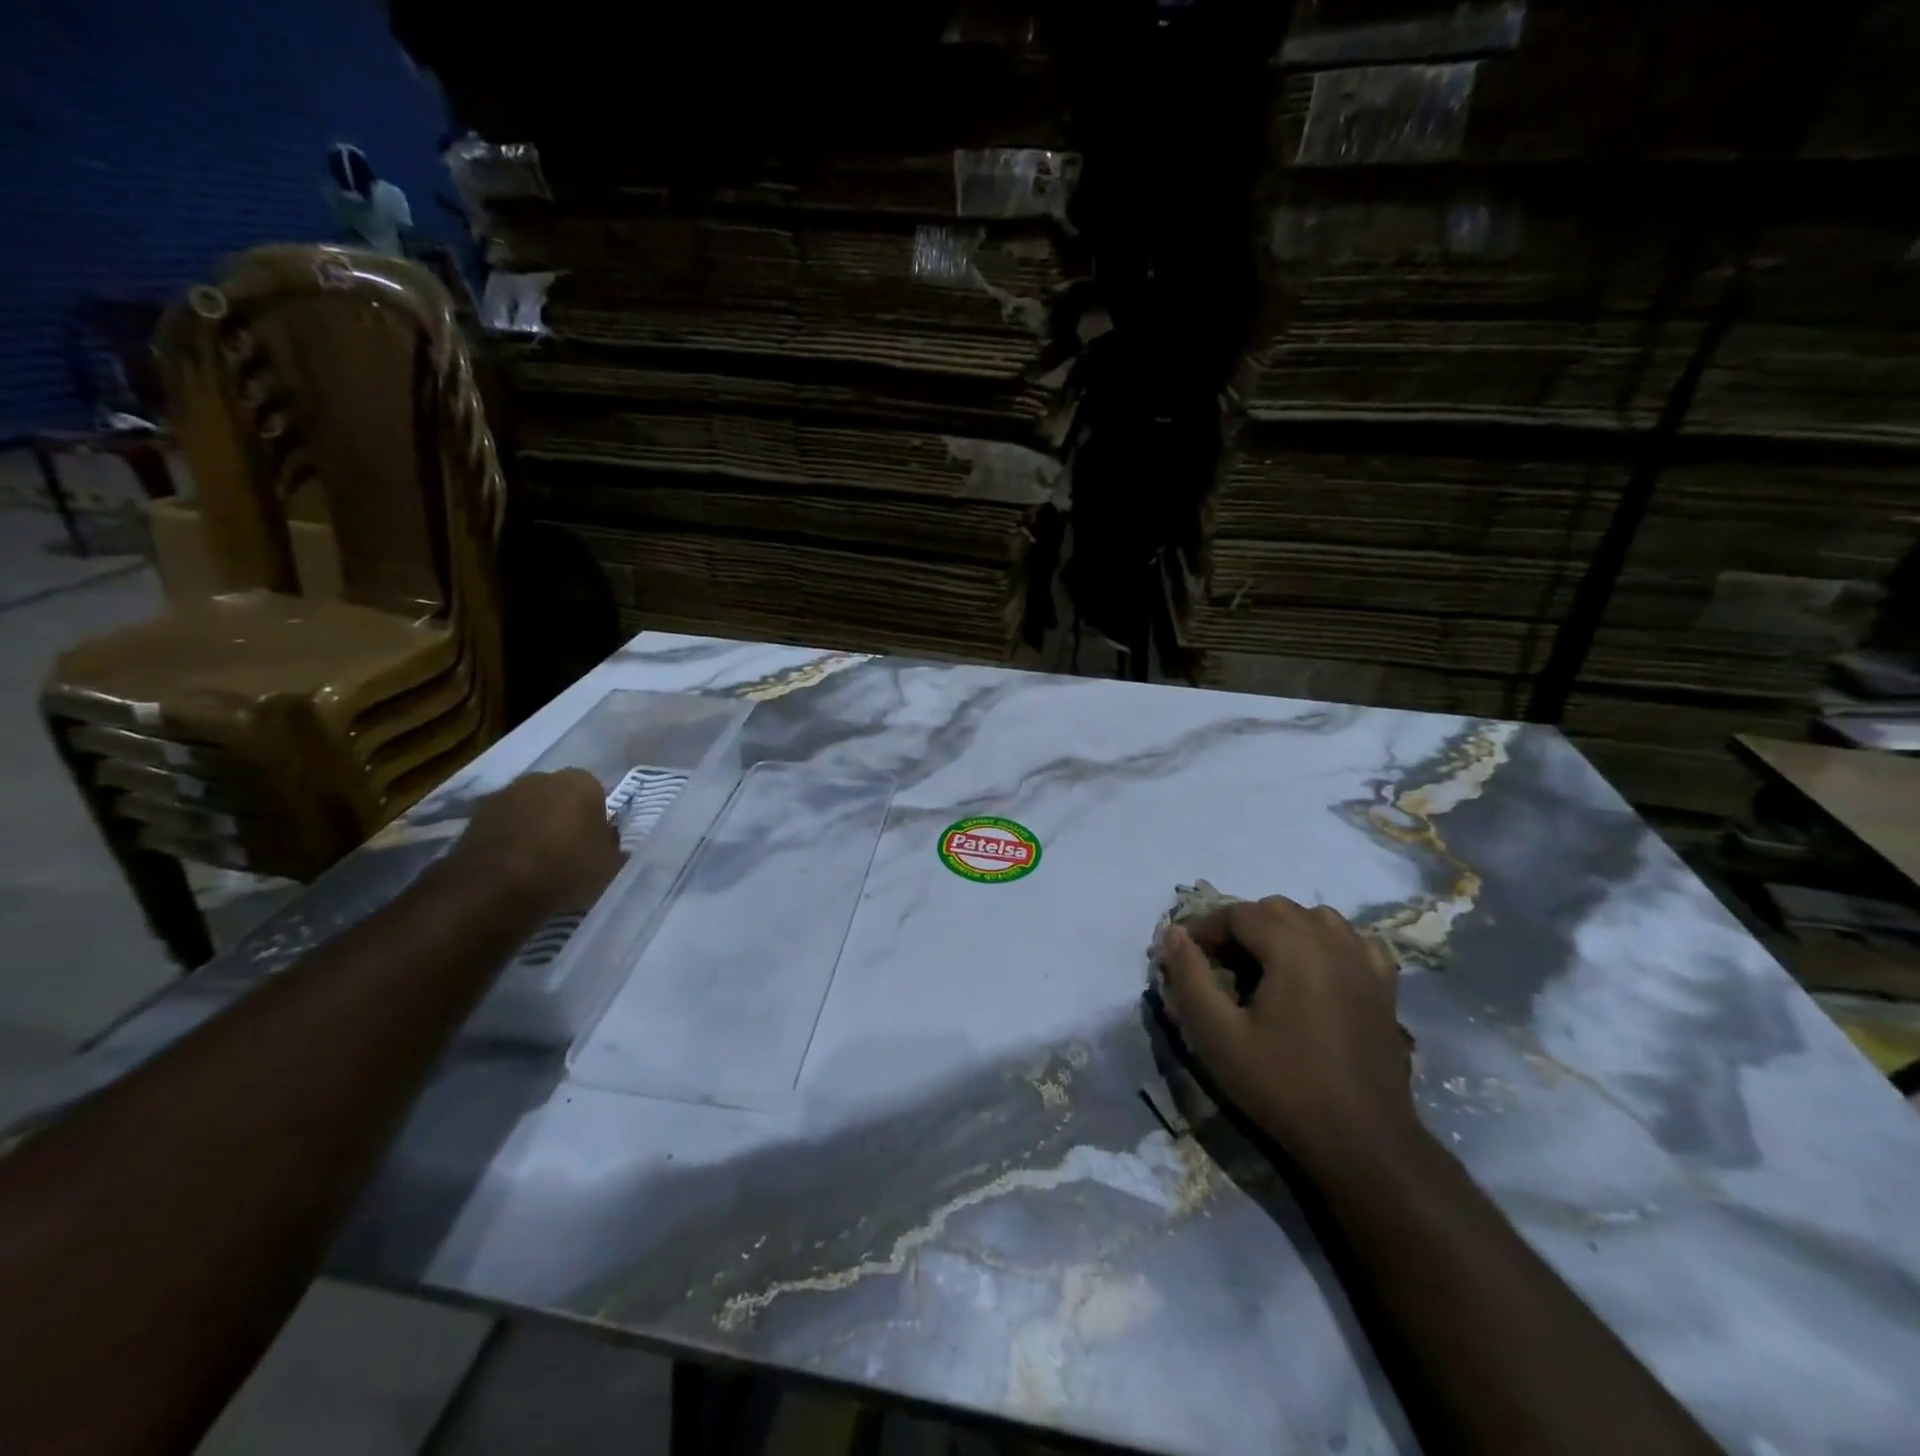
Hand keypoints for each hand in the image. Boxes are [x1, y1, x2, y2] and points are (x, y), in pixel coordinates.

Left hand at [445, 770, 623, 916]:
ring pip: (529, 809)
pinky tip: (512, 867)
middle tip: (568, 850)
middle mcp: (542, 778)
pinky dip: (508, 840)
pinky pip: (503, 826)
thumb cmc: (565, 870)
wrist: (493, 890)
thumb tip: (608, 840)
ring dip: (533, 827)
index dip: (596, 819)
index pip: (597, 793)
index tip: (595, 843)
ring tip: (537, 863)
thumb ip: (612, 846)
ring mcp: (504, 794)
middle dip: (564, 816)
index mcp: (582, 782)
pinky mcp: (473, 817)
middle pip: (560, 796)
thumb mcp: (609, 865)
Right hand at [1155, 897, 1416, 1166]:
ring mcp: (1365, 962)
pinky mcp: (1385, 987)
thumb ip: (1189, 977)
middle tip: (1218, 965)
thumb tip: (1172, 933)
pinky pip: (1352, 941)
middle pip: (1275, 909)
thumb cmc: (1283, 1086)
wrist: (1363, 1143)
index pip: (1237, 913)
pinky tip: (1315, 970)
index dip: (1205, 928)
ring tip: (1262, 966)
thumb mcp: (1217, 1035)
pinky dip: (1326, 943)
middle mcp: (1332, 941)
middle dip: (1239, 926)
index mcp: (1293, 947)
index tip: (1185, 956)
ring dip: (1282, 930)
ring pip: (1315, 918)